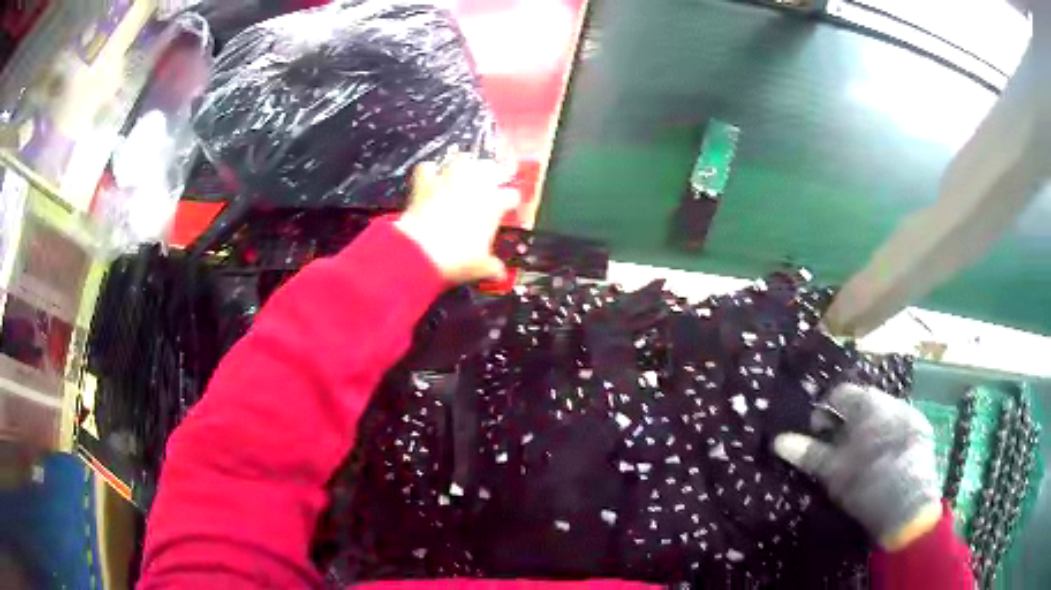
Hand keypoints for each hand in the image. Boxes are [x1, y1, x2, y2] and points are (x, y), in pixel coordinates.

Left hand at [395, 154, 518, 283]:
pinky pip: (427, 168)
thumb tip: (499, 273)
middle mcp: (474, 187)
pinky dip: (429, 170)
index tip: (509, 207)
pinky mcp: (424, 184)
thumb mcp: (479, 267)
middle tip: (489, 181)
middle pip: (489, 168)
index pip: (511, 196)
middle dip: (490, 173)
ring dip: (463, 163)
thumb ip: (492, 267)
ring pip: (461, 160)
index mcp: (494, 204)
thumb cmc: (457, 258)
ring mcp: (448, 182)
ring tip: (463, 169)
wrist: (421, 252)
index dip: (511, 202)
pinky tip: (430, 175)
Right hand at [772, 384, 942, 550]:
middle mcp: (891, 400)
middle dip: (847, 422)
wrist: (908, 506)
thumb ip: (808, 452)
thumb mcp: (832, 471)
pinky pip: (899, 425)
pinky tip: (883, 460)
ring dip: (868, 429)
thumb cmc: (866, 484)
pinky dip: (887, 436)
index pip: (839, 393)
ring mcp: (910, 414)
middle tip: (837, 449)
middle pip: (862, 403)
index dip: (823, 412)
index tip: (817, 435)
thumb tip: (778, 440)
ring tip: (860, 457)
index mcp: (868, 404)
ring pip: (882, 414)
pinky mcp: (922, 431)